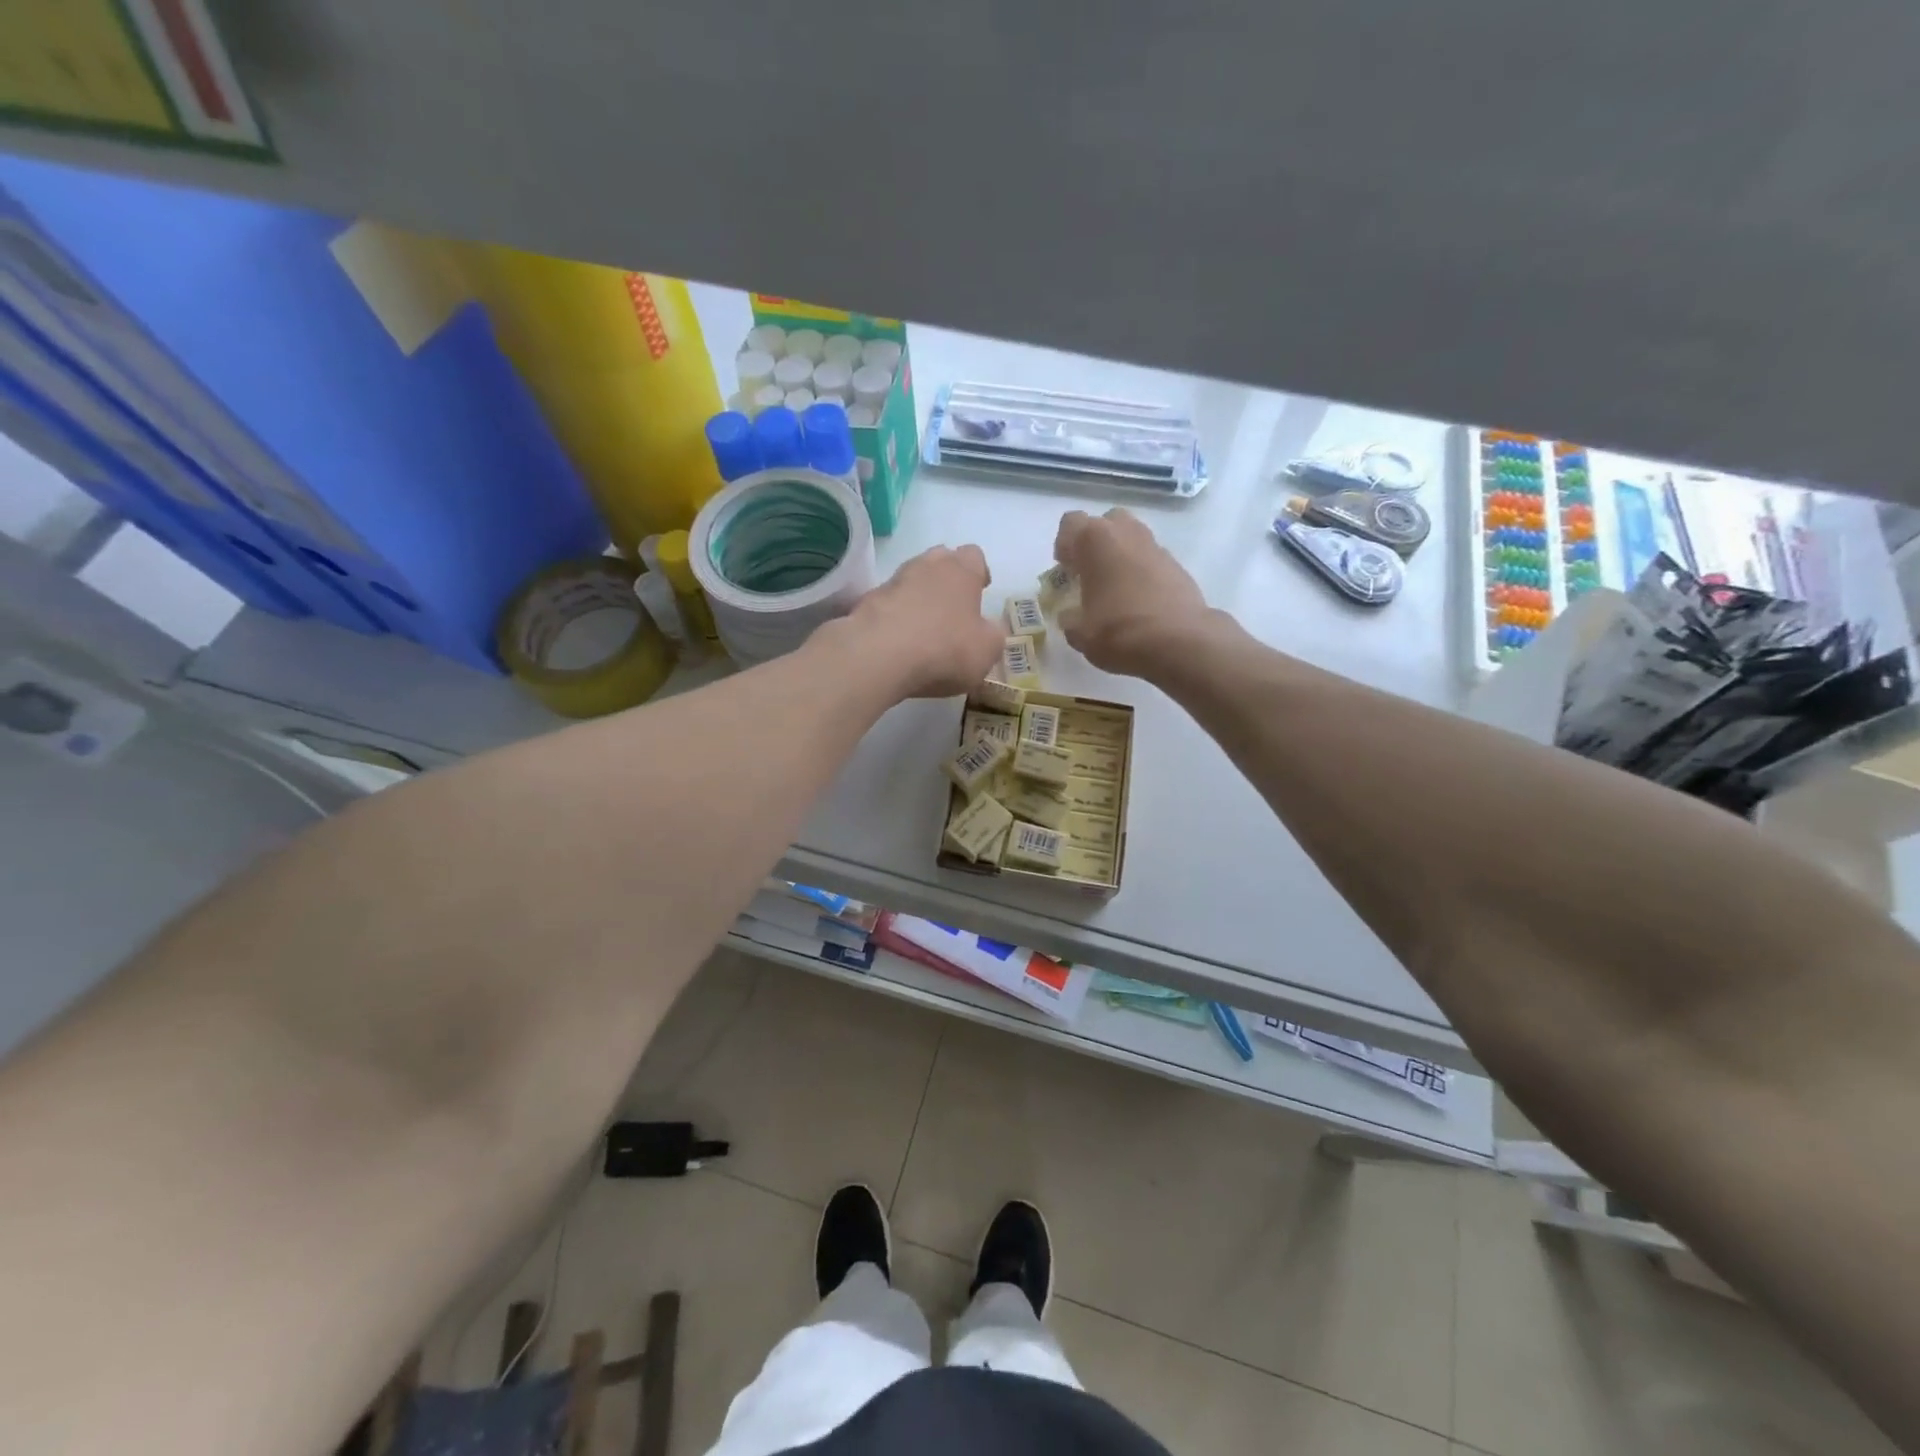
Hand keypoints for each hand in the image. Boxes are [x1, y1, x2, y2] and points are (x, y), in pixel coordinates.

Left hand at [840, 544, 1004, 698]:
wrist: (879, 656)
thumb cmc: (945, 648)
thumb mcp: (987, 650)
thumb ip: (992, 635)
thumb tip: (989, 629)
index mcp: (961, 570)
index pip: (974, 556)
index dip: (979, 573)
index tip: (980, 592)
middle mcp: (926, 566)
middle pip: (940, 560)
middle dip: (947, 578)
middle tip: (952, 607)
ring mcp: (893, 581)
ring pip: (911, 579)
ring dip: (918, 596)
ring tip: (923, 626)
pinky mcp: (867, 602)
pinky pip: (888, 603)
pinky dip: (895, 615)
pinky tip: (898, 640)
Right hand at [1054, 508, 1211, 676]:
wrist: (1179, 643)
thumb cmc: (1118, 631)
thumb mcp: (1080, 632)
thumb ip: (1069, 618)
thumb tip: (1070, 615)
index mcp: (1095, 540)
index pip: (1071, 523)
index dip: (1064, 545)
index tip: (1066, 571)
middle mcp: (1127, 532)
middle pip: (1106, 523)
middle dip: (1096, 544)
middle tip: (1090, 574)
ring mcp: (1156, 546)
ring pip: (1132, 539)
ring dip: (1120, 556)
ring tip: (1115, 589)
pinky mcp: (1177, 565)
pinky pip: (1151, 560)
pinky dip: (1142, 573)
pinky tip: (1140, 602)